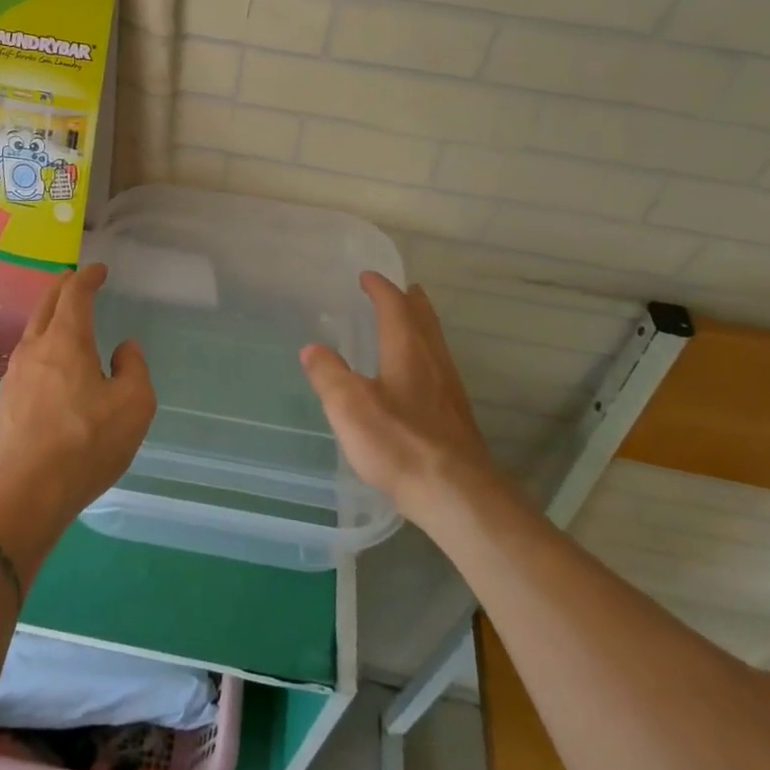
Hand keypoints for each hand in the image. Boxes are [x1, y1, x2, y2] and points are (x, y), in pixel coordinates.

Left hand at [0, 263, 156, 542]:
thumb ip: (134, 369)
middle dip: (62, 287)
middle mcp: (34, 349)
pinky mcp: (4, 403)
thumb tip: (125, 349)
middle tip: (76, 281)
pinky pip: (26, 362)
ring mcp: (13, 376)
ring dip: (49, 319)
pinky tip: (51, 370)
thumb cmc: (85, 443)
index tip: (98, 270)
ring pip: (32, 333)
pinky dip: (42, 350)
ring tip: (65, 323)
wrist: (24, 494)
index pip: (74, 293)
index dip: (88, 277)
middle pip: (45, 305)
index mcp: (66, 340)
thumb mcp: (133, 405)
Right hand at [299, 272, 497, 526]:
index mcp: (407, 350)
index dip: (380, 289)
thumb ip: (329, 374)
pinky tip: (419, 376)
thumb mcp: (350, 407)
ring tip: (410, 323)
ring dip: (421, 326)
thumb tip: (312, 348)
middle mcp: (433, 361)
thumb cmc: (399, 443)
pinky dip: (426, 354)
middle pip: (423, 320)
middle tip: (401, 289)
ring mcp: (449, 389)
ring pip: (435, 343)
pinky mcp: (456, 416)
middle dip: (410, 302)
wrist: (457, 493)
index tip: (367, 276)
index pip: (394, 306)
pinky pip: (439, 367)